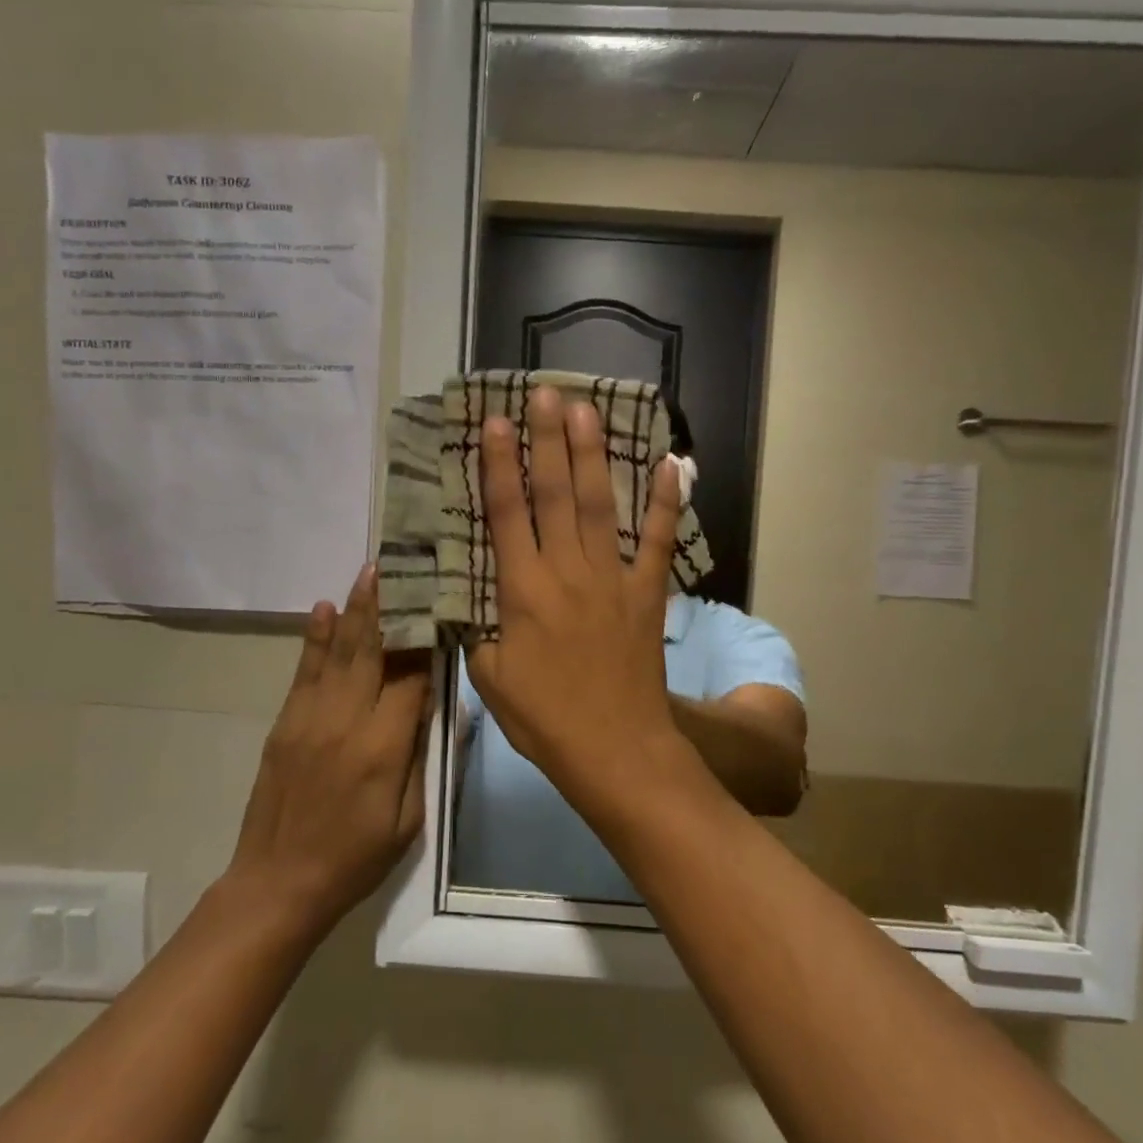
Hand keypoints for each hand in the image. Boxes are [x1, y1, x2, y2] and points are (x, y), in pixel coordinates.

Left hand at [225, 565, 430, 941]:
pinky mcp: (284, 723)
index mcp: (382, 748)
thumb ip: (419, 758)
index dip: (428, 644)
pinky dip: (315, 638)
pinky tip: (323, 609)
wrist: (277, 884)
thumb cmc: (355, 859)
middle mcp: (346, 721)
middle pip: (373, 651)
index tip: (442, 609)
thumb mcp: (408, 820)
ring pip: (338, 652)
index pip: (412, 679)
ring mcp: (309, 718)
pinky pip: (304, 671)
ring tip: (369, 572)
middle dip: (389, 607)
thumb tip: (430, 705)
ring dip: (355, 610)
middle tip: (400, 565)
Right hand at [465, 388, 684, 806]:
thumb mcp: (490, 678)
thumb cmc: (545, 719)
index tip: (493, 423)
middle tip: (543, 393)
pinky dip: (665, 503)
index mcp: (523, 591)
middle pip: (554, 494)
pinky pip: (656, 542)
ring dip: (592, 455)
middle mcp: (567, 572)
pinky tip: (671, 465)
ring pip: (599, 506)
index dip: (498, 466)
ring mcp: (613, 579)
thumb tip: (472, 602)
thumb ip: (479, 631)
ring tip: (585, 409)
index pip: (506, 515)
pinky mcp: (647, 594)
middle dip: (546, 440)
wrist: (614, 749)